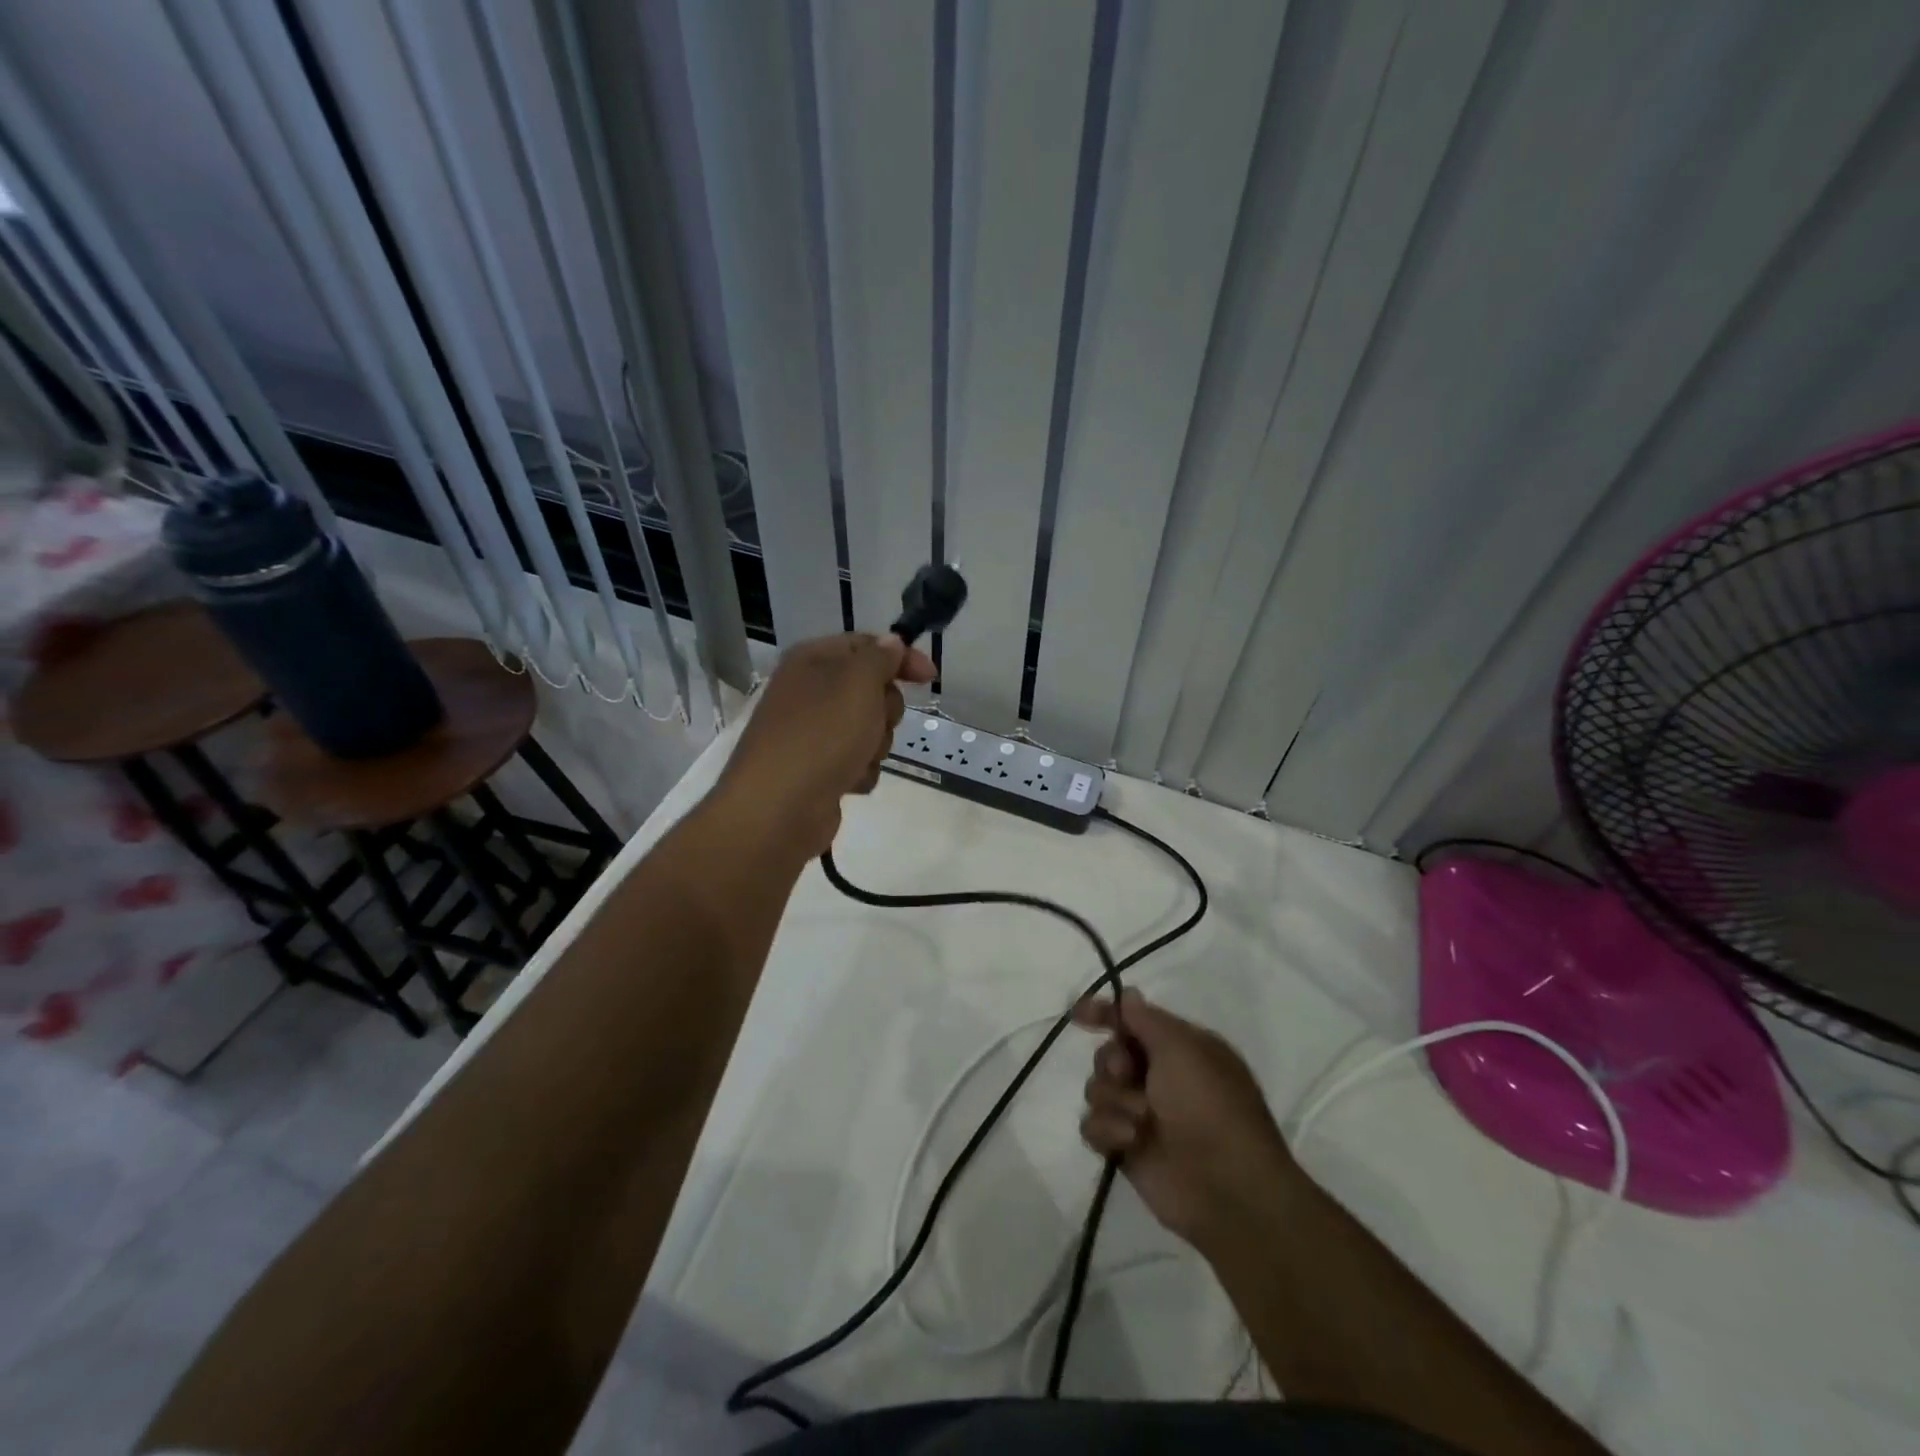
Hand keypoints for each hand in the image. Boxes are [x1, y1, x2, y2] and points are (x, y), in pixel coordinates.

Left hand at [714, 632, 935, 859]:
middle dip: (885, 710)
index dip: (901, 658)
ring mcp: (813, 732)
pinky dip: (860, 772)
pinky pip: (857, 761)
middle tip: (875, 722)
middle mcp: (810, 691)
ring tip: (858, 758)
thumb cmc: (821, 735)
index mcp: (812, 661)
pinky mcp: (818, 769)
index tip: (930, 678)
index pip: (866, 645)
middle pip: (872, 689)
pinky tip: (849, 782)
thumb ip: (880, 658)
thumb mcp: (858, 684)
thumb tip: (891, 642)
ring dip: (876, 744)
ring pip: (869, 728)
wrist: (778, 808)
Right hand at [1074, 989, 1302, 1253]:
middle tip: (1127, 1074)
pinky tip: (1128, 1141)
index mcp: (1180, 1049)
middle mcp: (1159, 1078)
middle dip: (1112, 1062)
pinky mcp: (1125, 1148)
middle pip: (1109, 1053)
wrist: (1228, 1188)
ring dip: (1115, 1100)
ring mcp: (1141, 1114)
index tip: (1079, 1014)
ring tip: (1141, 1121)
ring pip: (1097, 1088)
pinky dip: (1107, 1129)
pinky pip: (1093, 1125)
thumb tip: (1129, 995)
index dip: (1106, 1013)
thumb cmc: (1210, 1106)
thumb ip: (1146, 1020)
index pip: (1134, 1020)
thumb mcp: (1182, 1048)